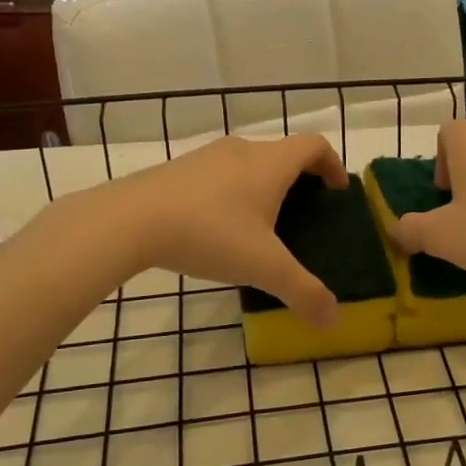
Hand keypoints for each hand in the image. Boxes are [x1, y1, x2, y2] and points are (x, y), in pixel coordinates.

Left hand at [108, 134, 347, 327]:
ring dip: (262, 186)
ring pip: (247, 164)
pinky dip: (230, 194)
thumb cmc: (210, 234)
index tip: (337, 192)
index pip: (314, 145)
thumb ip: (303, 292)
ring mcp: (205, 157)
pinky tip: (216, 230)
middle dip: (298, 180)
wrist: (129, 221)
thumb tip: (333, 320)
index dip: (332, 164)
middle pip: (281, 154)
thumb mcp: (264, 268)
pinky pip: (217, 176)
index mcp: (270, 163)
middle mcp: (241, 150)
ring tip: (260, 226)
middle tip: (303, 215)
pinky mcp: (176, 170)